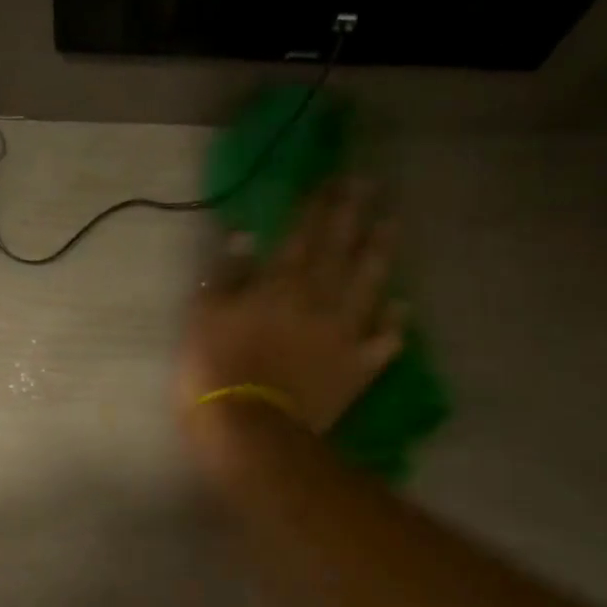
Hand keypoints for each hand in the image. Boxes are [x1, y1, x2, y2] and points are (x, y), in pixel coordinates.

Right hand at [178, 179, 403, 434]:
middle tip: (369, 185)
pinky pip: (384, 340)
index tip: (332, 178)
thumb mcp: (204, 315)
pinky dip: (394, 323)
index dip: (318, 204)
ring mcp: (345, 333)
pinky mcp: (358, 367)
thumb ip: (227, 274)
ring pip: (370, 284)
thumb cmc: (216, 370)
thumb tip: (245, 235)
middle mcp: (320, 298)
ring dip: (381, 252)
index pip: (303, 232)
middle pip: (341, 247)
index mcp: (280, 283)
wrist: (251, 428)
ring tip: (391, 225)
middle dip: (354, 213)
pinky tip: (402, 307)